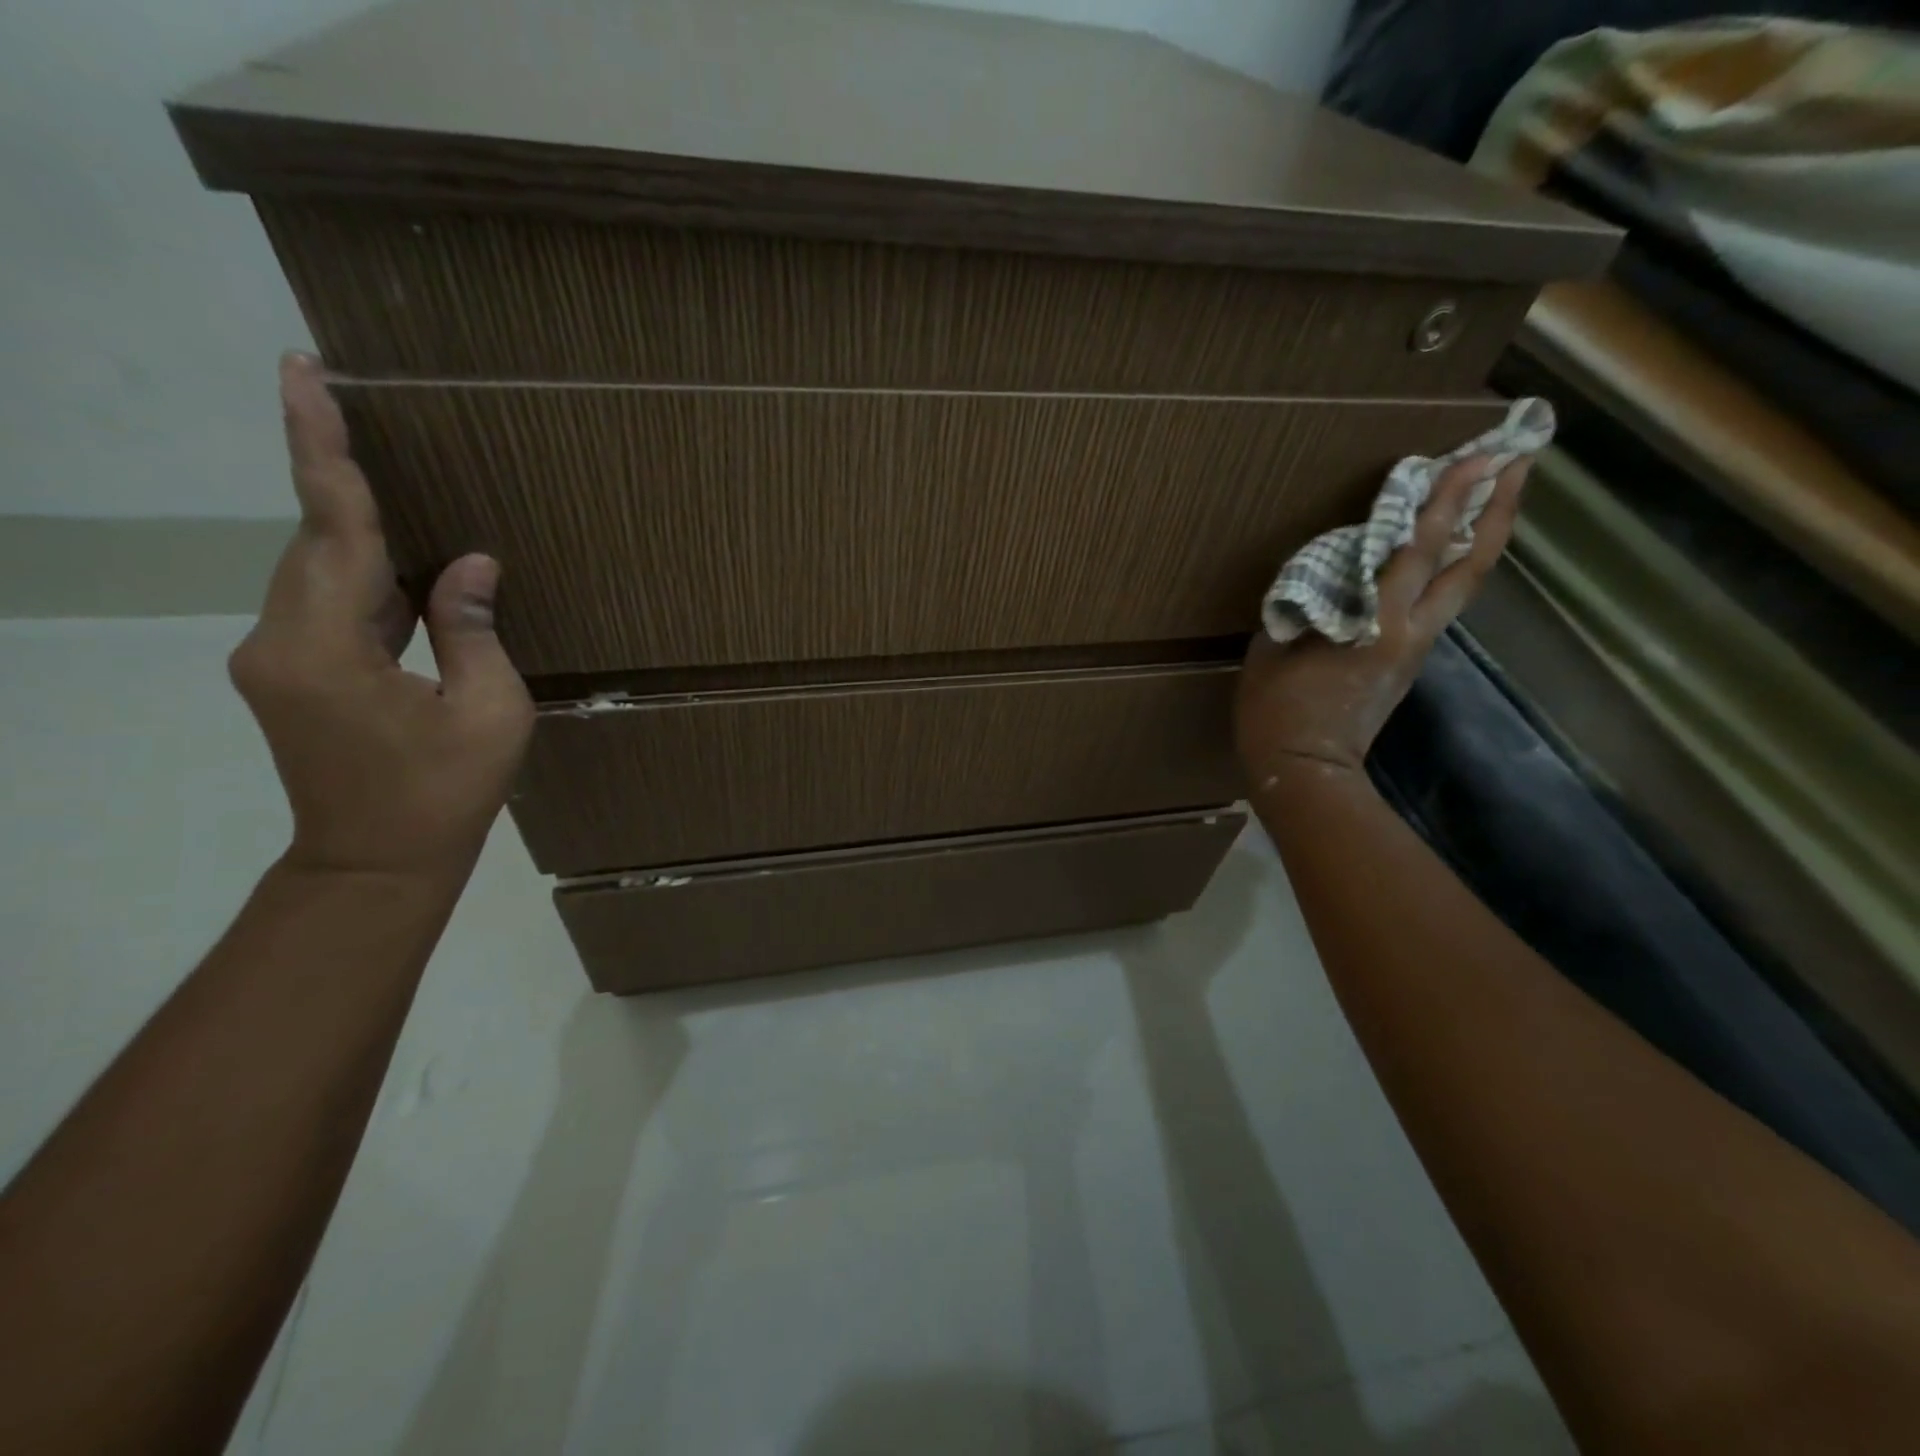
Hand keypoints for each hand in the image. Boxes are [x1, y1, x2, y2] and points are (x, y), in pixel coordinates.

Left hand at [229, 353, 533, 877]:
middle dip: (335, 474)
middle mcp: (278, 641)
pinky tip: (407, 567)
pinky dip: (365, 577)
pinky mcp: (291, 675)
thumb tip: (468, 563)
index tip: (301, 372)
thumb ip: (472, 630)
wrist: (376, 864)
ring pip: (319, 572)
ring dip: (356, 530)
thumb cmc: (446, 794)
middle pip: (314, 541)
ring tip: (391, 481)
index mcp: (326, 648)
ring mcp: (277, 659)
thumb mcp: (490, 712)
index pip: (329, 528)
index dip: (322, 448)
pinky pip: (329, 605)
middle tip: (346, 399)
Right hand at [1236, 454, 1531, 783]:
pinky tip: (1440, 554)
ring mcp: (1416, 647)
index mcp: (1378, 620)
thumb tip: (1327, 577)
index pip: (1421, 548)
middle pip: (1470, 564)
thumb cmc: (1277, 707)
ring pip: (1462, 585)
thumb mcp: (1276, 644)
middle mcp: (1412, 628)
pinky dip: (1448, 569)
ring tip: (1491, 497)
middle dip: (1496, 509)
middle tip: (1517, 461)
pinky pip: (1437, 604)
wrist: (1304, 768)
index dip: (1449, 499)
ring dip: (1480, 537)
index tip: (1479, 454)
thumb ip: (1307, 602)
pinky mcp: (1408, 663)